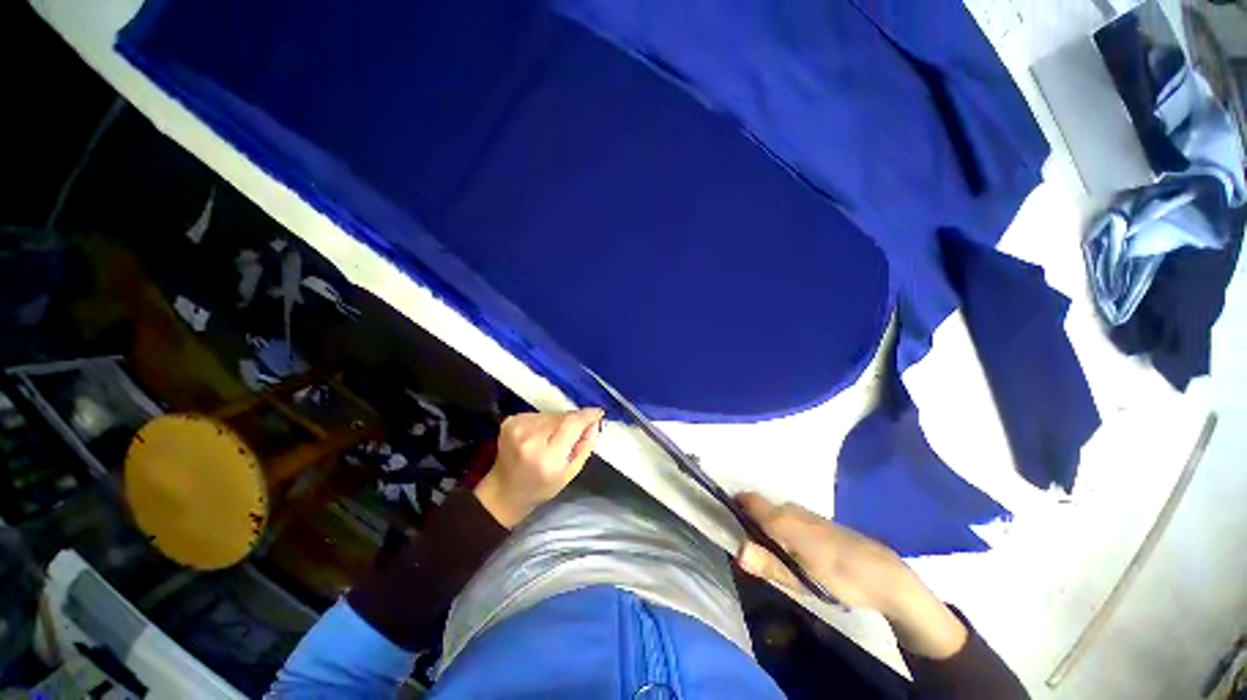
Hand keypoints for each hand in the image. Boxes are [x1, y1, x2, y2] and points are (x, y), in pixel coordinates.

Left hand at [474, 409, 603, 527]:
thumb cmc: (541, 486)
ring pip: (552, 413)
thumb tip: (594, 422)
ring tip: (556, 437)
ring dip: (560, 421)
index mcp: (547, 457)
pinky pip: (540, 413)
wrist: (504, 490)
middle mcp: (530, 438)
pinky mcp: (511, 420)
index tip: (598, 413)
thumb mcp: (570, 472)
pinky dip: (546, 421)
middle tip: (578, 431)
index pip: (571, 424)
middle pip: (563, 416)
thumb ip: (585, 445)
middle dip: (574, 420)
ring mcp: (518, 427)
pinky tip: (542, 435)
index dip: (587, 416)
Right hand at [735, 492, 967, 658]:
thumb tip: (737, 551)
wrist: (884, 575)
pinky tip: (787, 550)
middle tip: (741, 545)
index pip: (748, 500)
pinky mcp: (816, 521)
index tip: (721, 520)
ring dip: (763, 525)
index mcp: (782, 518)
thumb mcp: (801, 579)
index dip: (732, 506)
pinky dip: (779, 528)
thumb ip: (768, 563)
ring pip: (774, 513)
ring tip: (762, 550)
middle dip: (747, 521)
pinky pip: (787, 518)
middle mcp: (790, 508)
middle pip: (759, 507)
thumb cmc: (839, 576)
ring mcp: (805, 513)